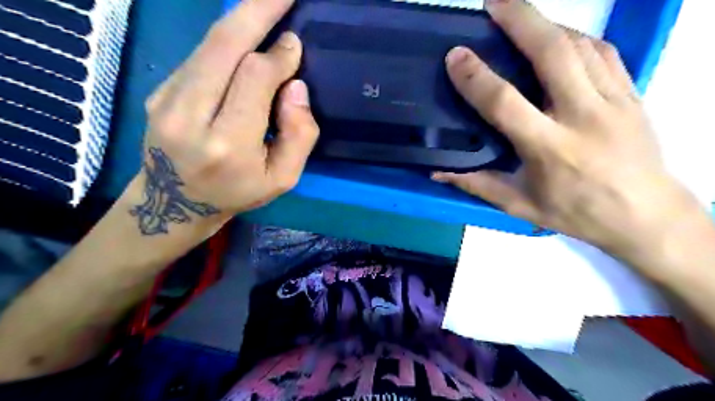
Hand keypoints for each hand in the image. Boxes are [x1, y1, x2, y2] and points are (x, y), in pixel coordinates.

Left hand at [132, 1, 316, 233]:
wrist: (175, 204)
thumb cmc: (237, 193)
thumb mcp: (283, 179)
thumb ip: (300, 135)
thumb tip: (296, 86)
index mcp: (228, 143)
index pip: (254, 78)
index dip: (278, 56)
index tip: (295, 44)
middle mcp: (190, 115)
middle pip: (223, 45)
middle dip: (257, 11)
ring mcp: (167, 99)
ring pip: (209, 44)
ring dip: (241, 19)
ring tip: (268, 4)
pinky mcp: (159, 90)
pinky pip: (200, 55)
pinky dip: (226, 39)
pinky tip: (244, 35)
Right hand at [433, 0, 695, 253]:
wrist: (645, 216)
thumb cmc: (576, 213)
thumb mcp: (519, 205)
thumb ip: (477, 185)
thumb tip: (438, 174)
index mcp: (549, 148)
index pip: (506, 102)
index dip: (476, 77)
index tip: (456, 56)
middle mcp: (582, 116)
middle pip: (552, 53)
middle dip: (520, 20)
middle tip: (493, 2)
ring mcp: (613, 100)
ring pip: (579, 45)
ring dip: (546, 23)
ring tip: (519, 15)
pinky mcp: (632, 93)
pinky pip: (602, 52)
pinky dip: (575, 37)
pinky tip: (558, 36)